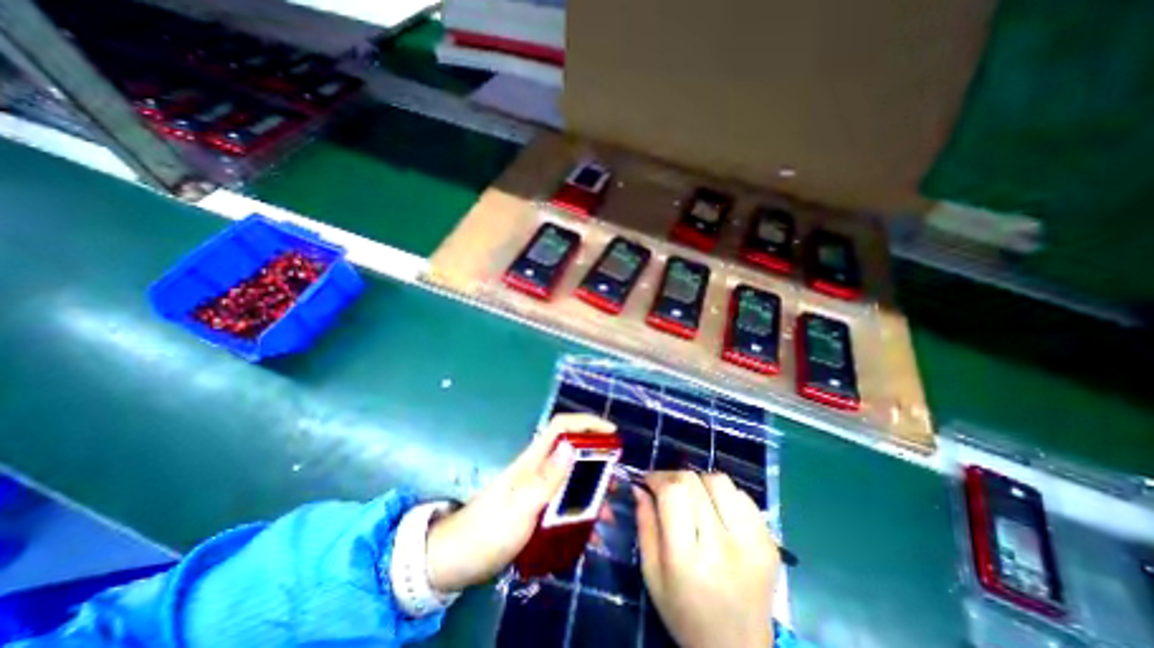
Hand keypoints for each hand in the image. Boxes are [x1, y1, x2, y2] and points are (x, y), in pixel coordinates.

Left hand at [423, 414, 617, 592]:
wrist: (456, 560)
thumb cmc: (489, 531)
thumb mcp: (522, 506)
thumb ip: (547, 477)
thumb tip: (571, 444)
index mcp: (534, 459)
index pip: (562, 426)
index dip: (587, 423)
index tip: (612, 434)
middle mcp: (538, 468)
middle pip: (572, 452)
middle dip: (597, 461)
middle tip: (614, 482)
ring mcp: (537, 488)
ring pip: (572, 479)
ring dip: (591, 491)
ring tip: (606, 513)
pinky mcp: (535, 508)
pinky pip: (564, 502)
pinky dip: (580, 512)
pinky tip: (589, 533)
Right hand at [636, 472, 779, 646]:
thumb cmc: (684, 612)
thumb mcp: (652, 573)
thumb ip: (645, 525)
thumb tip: (640, 487)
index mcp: (687, 558)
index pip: (673, 492)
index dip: (658, 477)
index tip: (649, 481)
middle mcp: (722, 545)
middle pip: (694, 481)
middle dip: (674, 477)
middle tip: (667, 488)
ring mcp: (752, 543)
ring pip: (719, 480)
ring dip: (700, 482)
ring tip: (694, 499)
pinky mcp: (769, 542)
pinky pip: (743, 496)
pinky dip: (724, 494)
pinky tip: (717, 512)